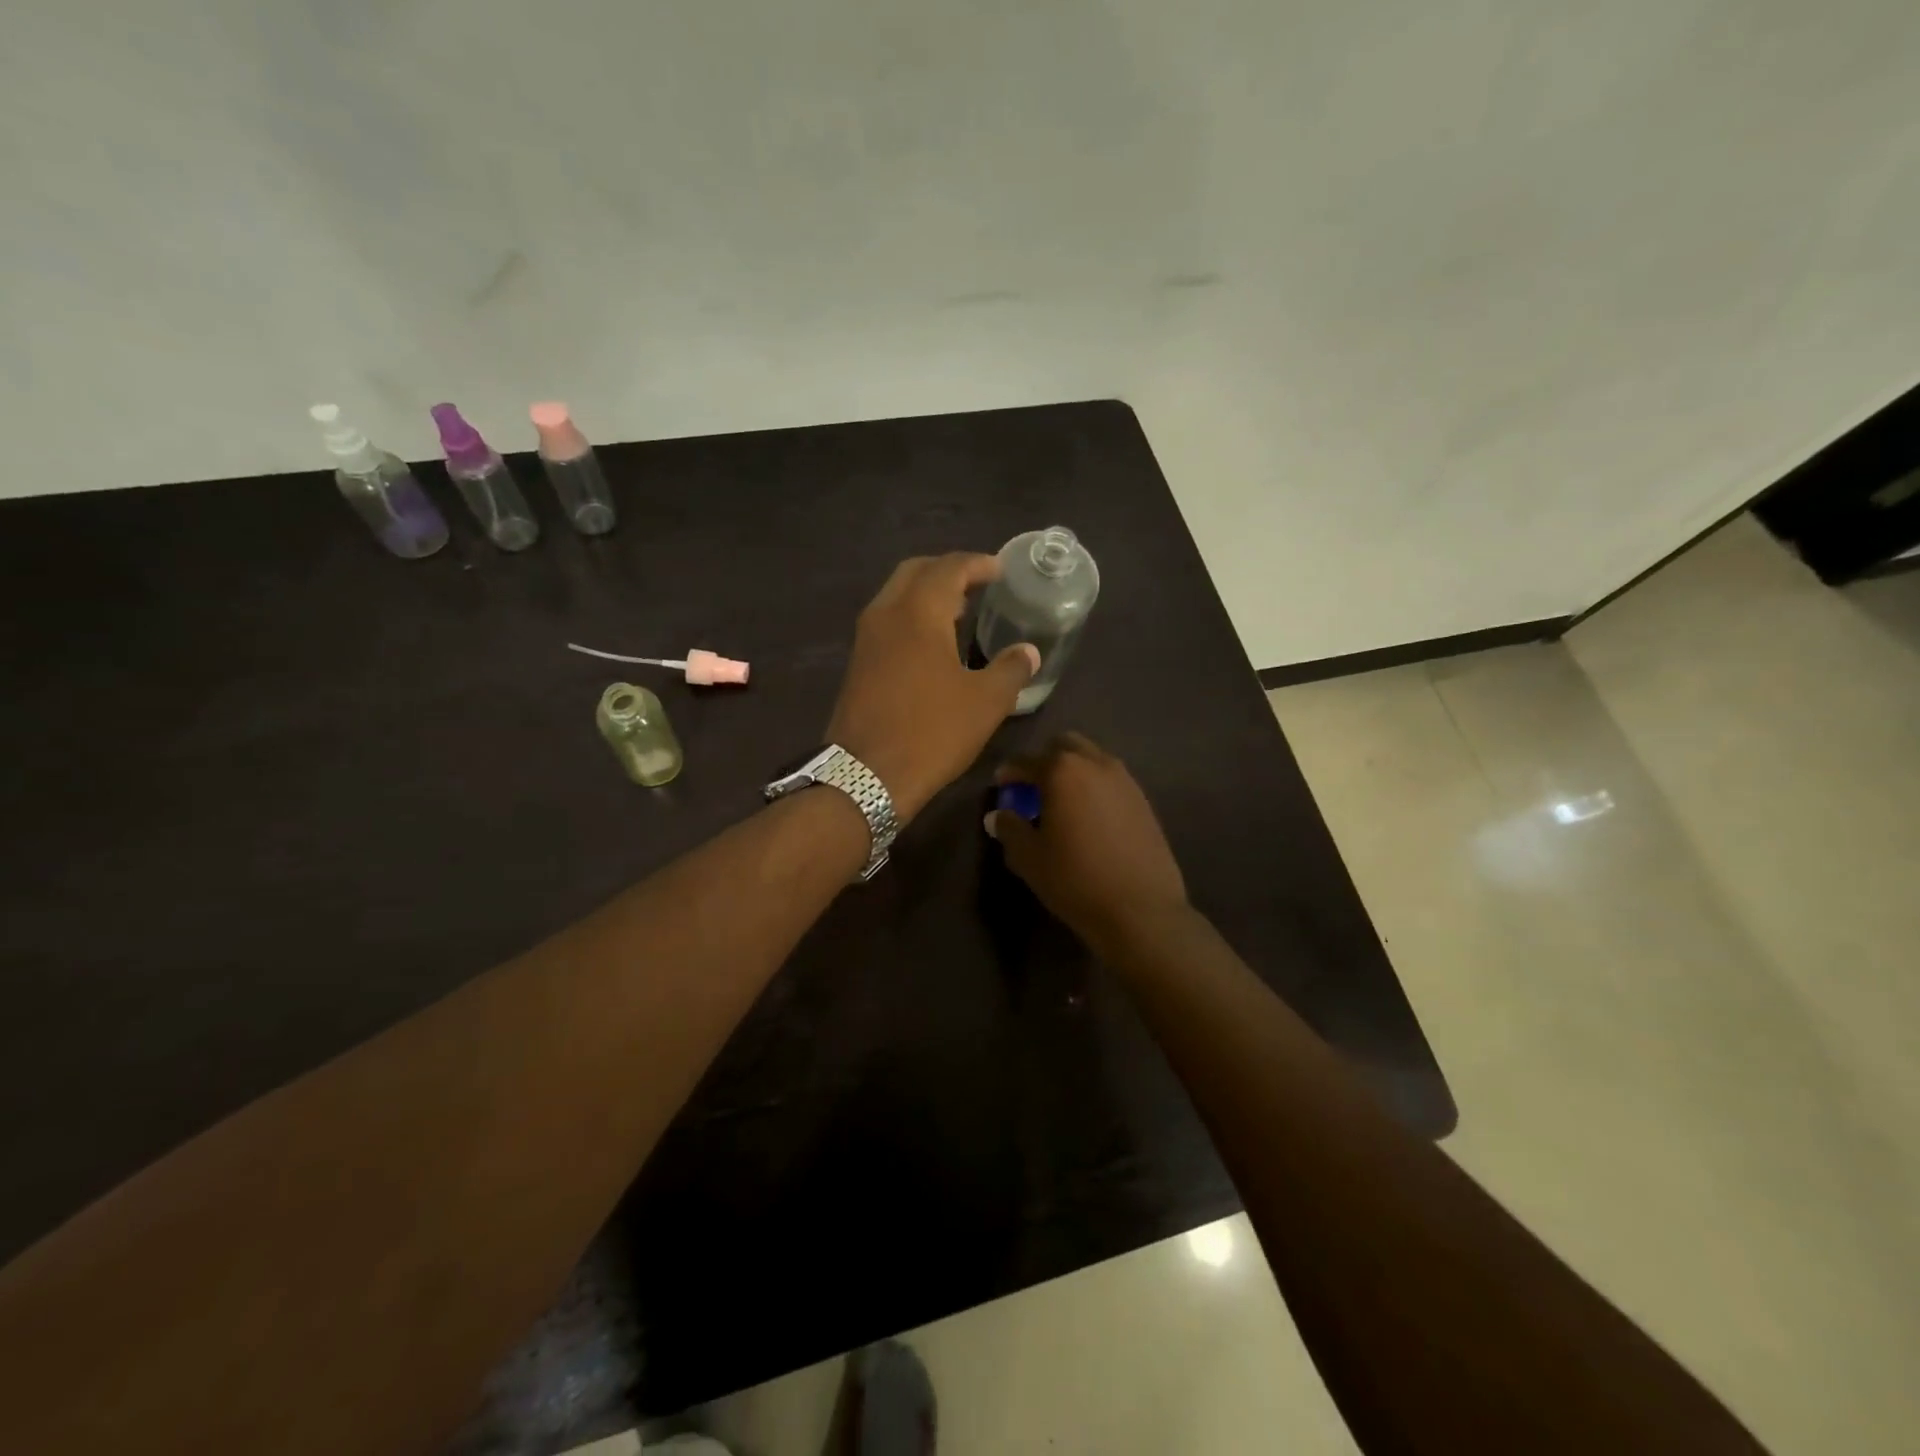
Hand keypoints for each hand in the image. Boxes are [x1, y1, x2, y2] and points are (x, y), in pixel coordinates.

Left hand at [828, 553, 1039, 821]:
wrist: (865, 776)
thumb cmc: (931, 732)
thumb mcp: (985, 703)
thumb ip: (1011, 669)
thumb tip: (1028, 652)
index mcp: (918, 612)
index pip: (949, 568)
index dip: (977, 564)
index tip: (1000, 569)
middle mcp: (886, 614)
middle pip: (915, 571)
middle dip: (947, 570)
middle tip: (977, 584)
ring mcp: (866, 639)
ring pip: (896, 596)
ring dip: (926, 593)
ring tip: (959, 610)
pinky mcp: (857, 663)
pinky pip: (887, 621)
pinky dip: (911, 616)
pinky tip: (932, 643)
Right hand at [984, 733, 1189, 954]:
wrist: (1140, 909)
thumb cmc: (1075, 879)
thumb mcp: (1029, 857)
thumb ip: (1009, 828)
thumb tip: (999, 815)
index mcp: (1063, 770)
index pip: (1026, 761)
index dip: (1009, 772)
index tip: (1001, 785)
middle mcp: (1096, 763)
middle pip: (1065, 746)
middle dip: (1045, 760)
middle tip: (1033, 788)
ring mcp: (1125, 779)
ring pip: (1092, 759)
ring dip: (1073, 772)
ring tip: (1062, 802)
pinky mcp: (1144, 800)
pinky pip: (1111, 780)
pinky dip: (1095, 788)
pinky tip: (1089, 817)